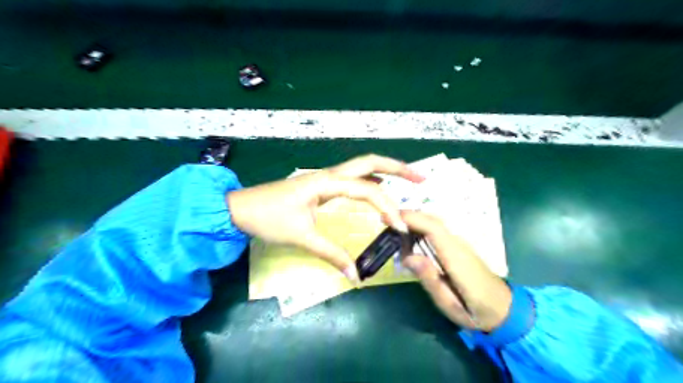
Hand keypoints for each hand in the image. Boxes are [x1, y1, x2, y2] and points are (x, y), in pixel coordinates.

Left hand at [226, 154, 425, 282]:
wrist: (238, 208)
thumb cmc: (267, 218)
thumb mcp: (301, 236)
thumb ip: (331, 253)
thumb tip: (354, 275)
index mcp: (327, 182)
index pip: (367, 190)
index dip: (387, 208)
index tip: (399, 228)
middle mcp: (330, 174)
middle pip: (370, 162)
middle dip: (397, 167)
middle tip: (421, 177)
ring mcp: (326, 178)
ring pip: (362, 168)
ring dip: (386, 173)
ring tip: (408, 182)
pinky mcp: (321, 186)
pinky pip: (352, 180)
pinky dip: (370, 183)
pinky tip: (378, 192)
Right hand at [401, 211, 508, 330]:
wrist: (504, 308)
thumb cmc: (476, 311)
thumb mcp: (450, 305)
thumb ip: (430, 280)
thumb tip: (408, 257)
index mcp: (456, 258)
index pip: (433, 229)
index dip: (412, 218)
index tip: (389, 217)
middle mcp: (458, 244)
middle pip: (433, 220)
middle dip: (409, 216)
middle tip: (386, 222)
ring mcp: (460, 243)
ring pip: (435, 223)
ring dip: (414, 221)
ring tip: (394, 230)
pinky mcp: (458, 246)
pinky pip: (437, 230)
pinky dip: (421, 227)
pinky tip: (410, 238)